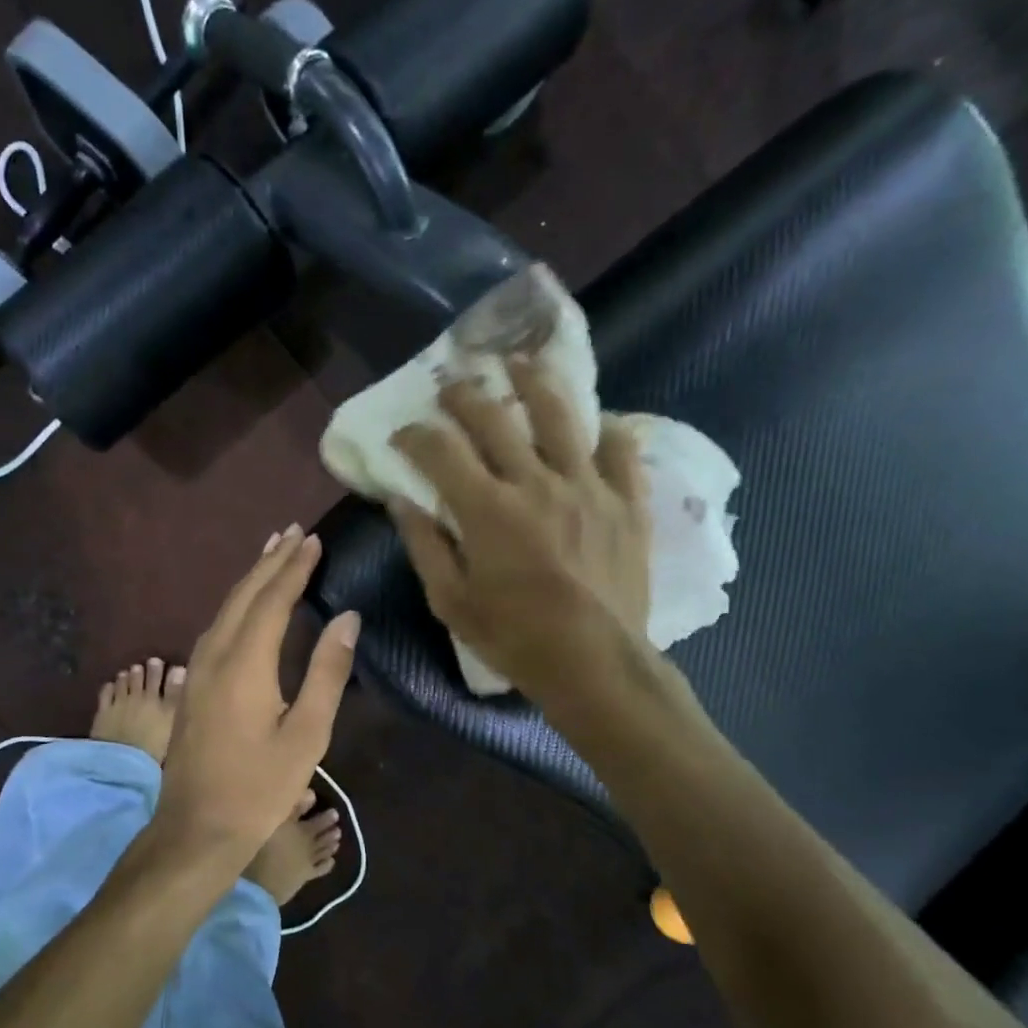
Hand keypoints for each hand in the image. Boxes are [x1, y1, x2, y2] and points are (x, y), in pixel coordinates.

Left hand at [150, 525, 359, 868]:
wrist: (196, 828)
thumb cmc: (260, 787)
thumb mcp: (308, 734)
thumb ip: (327, 671)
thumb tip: (347, 617)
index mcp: (245, 664)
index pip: (273, 600)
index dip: (294, 568)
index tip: (313, 540)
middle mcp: (214, 656)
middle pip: (243, 595)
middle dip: (270, 562)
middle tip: (293, 532)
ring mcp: (196, 670)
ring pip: (225, 609)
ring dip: (251, 579)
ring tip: (273, 554)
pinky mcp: (191, 685)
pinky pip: (216, 627)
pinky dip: (237, 604)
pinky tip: (246, 605)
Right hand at [388, 361, 653, 703]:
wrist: (595, 663)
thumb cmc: (515, 638)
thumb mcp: (451, 601)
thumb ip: (424, 545)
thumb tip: (400, 500)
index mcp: (487, 509)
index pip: (440, 450)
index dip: (415, 435)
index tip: (403, 434)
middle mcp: (536, 482)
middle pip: (495, 418)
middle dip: (464, 396)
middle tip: (451, 386)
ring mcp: (588, 486)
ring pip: (560, 415)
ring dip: (533, 382)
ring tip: (519, 363)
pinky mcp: (627, 501)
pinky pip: (620, 448)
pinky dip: (605, 429)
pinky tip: (594, 422)